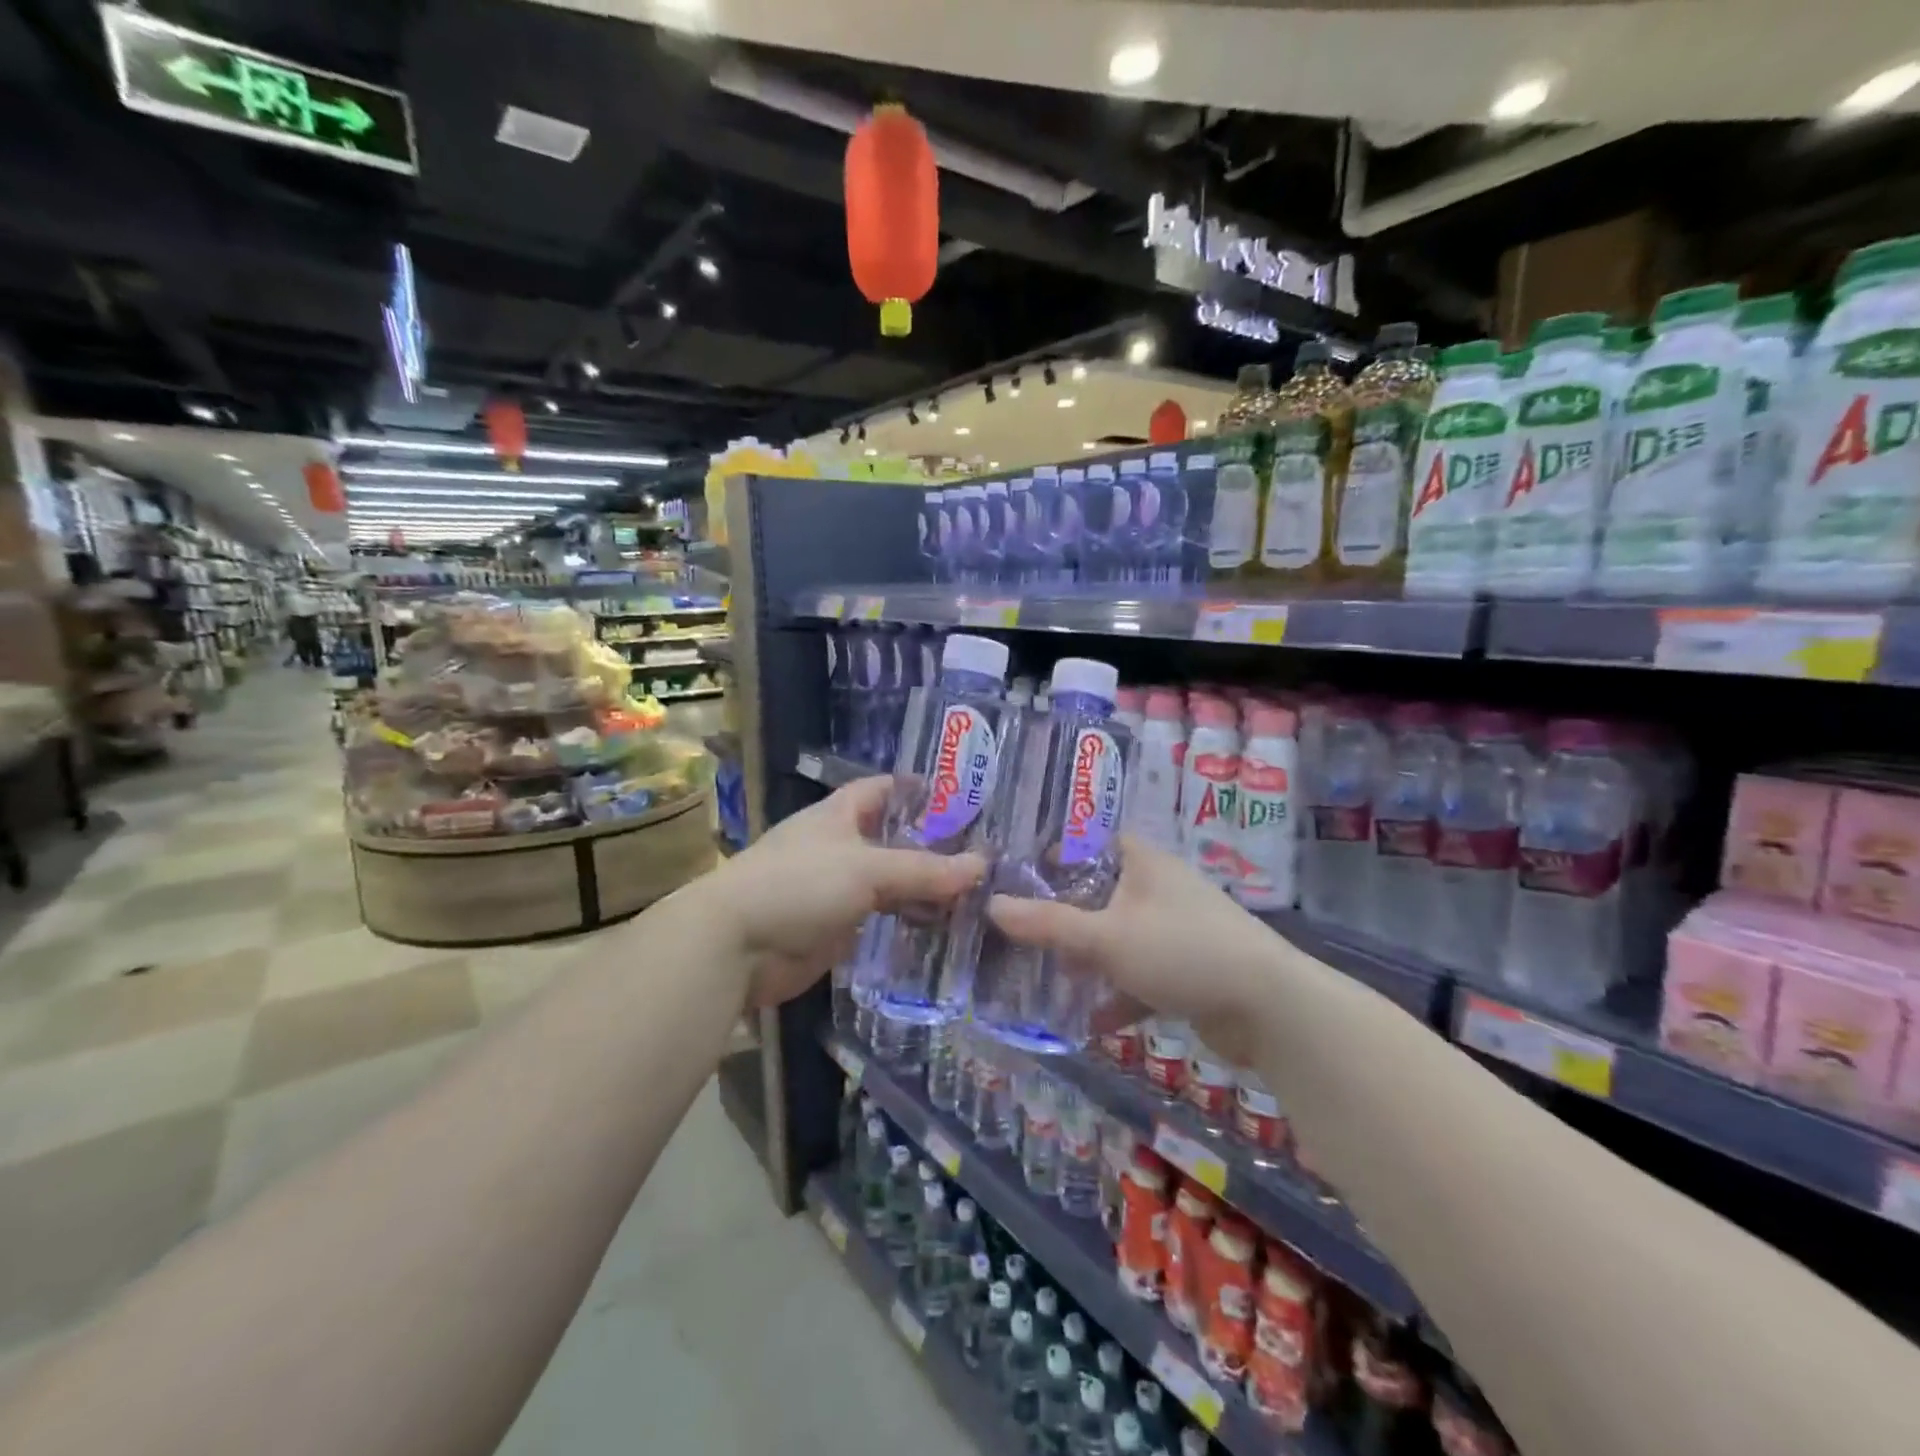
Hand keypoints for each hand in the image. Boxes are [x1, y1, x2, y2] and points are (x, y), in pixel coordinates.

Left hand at [704, 776, 983, 1007]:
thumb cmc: (798, 885)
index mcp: (839, 815)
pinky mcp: (838, 928)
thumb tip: (982, 866)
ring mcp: (837, 889)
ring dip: (925, 888)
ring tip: (977, 893)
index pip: (883, 789)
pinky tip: (945, 928)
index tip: (964, 798)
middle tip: (986, 853)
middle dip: (933, 845)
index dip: (919, 789)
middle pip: (893, 838)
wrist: (735, 946)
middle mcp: (840, 846)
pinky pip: (883, 920)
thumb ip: (924, 870)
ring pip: (891, 882)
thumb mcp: (866, 869)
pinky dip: (910, 921)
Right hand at [986, 836, 1281, 1053]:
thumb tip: (992, 904)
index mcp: (1142, 862)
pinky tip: (1087, 1021)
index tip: (1012, 867)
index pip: (1090, 839)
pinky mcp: (1187, 970)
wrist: (1270, 1009)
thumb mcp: (1106, 937)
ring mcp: (1175, 930)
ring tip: (1040, 973)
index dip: (1052, 849)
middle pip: (1098, 892)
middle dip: (1060, 913)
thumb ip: (1048, 924)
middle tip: (1014, 925)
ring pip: (1117, 937)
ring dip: (1086, 958)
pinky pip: (1139, 976)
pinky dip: (1116, 995)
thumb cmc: (1182, 950)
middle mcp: (1158, 888)